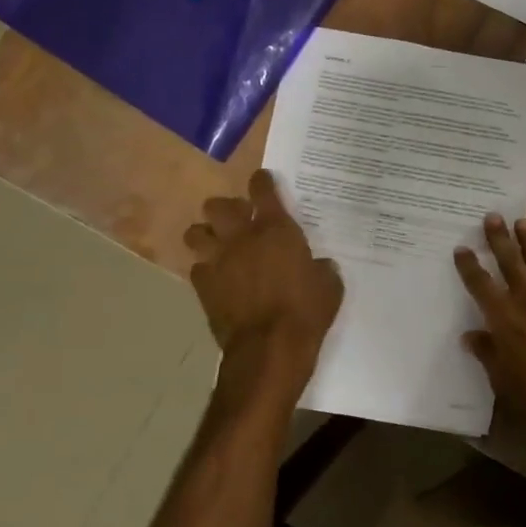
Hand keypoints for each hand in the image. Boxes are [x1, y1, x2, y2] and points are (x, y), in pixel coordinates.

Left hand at [185, 170, 342, 366]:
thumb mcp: (329, 284)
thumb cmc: (306, 310)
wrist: (269, 347)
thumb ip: (321, 267)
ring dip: (206, 235)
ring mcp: (217, 261)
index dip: (261, 182)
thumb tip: (318, 265)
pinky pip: (197, 268)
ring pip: (195, 233)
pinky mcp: (203, 287)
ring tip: (219, 244)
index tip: (262, 180)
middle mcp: (241, 237)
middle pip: (218, 206)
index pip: (262, 191)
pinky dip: (206, 269)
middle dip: (226, 208)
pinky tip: (217, 278)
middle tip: (239, 219)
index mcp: (276, 229)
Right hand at [454, 214, 525, 438]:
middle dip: (499, 238)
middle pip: (510, 261)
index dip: (469, 265)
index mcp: (503, 317)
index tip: (462, 248)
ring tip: (522, 221)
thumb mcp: (501, 377)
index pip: (480, 284)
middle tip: (493, 216)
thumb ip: (486, 351)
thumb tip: (470, 336)